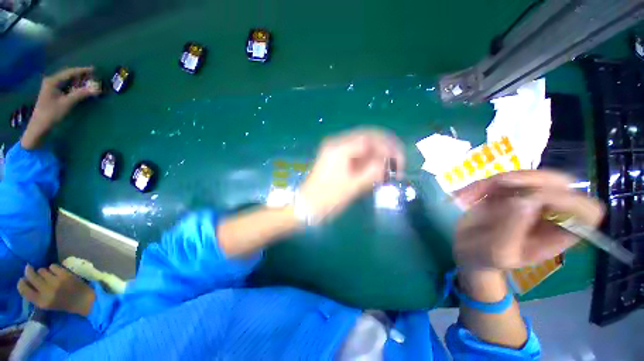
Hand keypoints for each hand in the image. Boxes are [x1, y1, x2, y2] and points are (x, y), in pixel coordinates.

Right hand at [17, 264, 95, 316]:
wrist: (83, 300)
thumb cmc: (63, 303)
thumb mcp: (46, 304)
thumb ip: (36, 295)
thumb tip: (26, 281)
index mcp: (41, 302)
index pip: (24, 290)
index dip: (21, 283)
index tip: (22, 279)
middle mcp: (46, 291)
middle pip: (31, 276)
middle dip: (29, 271)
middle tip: (29, 269)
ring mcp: (56, 282)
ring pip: (42, 270)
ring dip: (43, 271)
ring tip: (48, 275)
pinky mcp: (64, 275)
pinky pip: (53, 266)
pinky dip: (53, 268)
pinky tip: (56, 272)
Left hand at [22, 67, 99, 148]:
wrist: (39, 127)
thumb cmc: (51, 114)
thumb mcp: (67, 103)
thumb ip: (81, 94)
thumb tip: (97, 88)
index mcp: (53, 81)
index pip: (70, 72)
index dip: (82, 70)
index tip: (94, 69)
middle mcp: (52, 82)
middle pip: (68, 76)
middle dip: (81, 76)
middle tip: (94, 76)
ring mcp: (51, 88)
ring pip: (68, 81)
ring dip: (79, 82)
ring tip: (90, 82)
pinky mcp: (53, 95)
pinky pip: (66, 87)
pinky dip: (75, 87)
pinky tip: (81, 89)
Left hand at [299, 128, 404, 221]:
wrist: (306, 205)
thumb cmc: (327, 199)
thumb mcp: (352, 187)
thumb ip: (372, 171)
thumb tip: (387, 162)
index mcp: (339, 148)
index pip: (370, 138)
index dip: (388, 147)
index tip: (399, 162)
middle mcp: (337, 143)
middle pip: (368, 137)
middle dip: (385, 148)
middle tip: (397, 163)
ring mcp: (335, 150)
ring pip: (363, 145)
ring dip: (377, 154)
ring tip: (387, 170)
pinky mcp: (335, 157)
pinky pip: (356, 153)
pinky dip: (368, 160)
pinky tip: (375, 170)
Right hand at [452, 170, 604, 270]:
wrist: (467, 251)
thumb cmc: (484, 258)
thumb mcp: (497, 252)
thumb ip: (511, 229)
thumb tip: (524, 200)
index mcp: (558, 233)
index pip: (585, 211)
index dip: (566, 201)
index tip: (530, 202)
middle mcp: (550, 213)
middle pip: (560, 183)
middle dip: (528, 180)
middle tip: (496, 185)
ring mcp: (529, 200)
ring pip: (529, 176)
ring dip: (497, 181)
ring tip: (471, 194)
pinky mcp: (508, 193)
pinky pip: (502, 179)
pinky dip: (482, 184)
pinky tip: (465, 196)